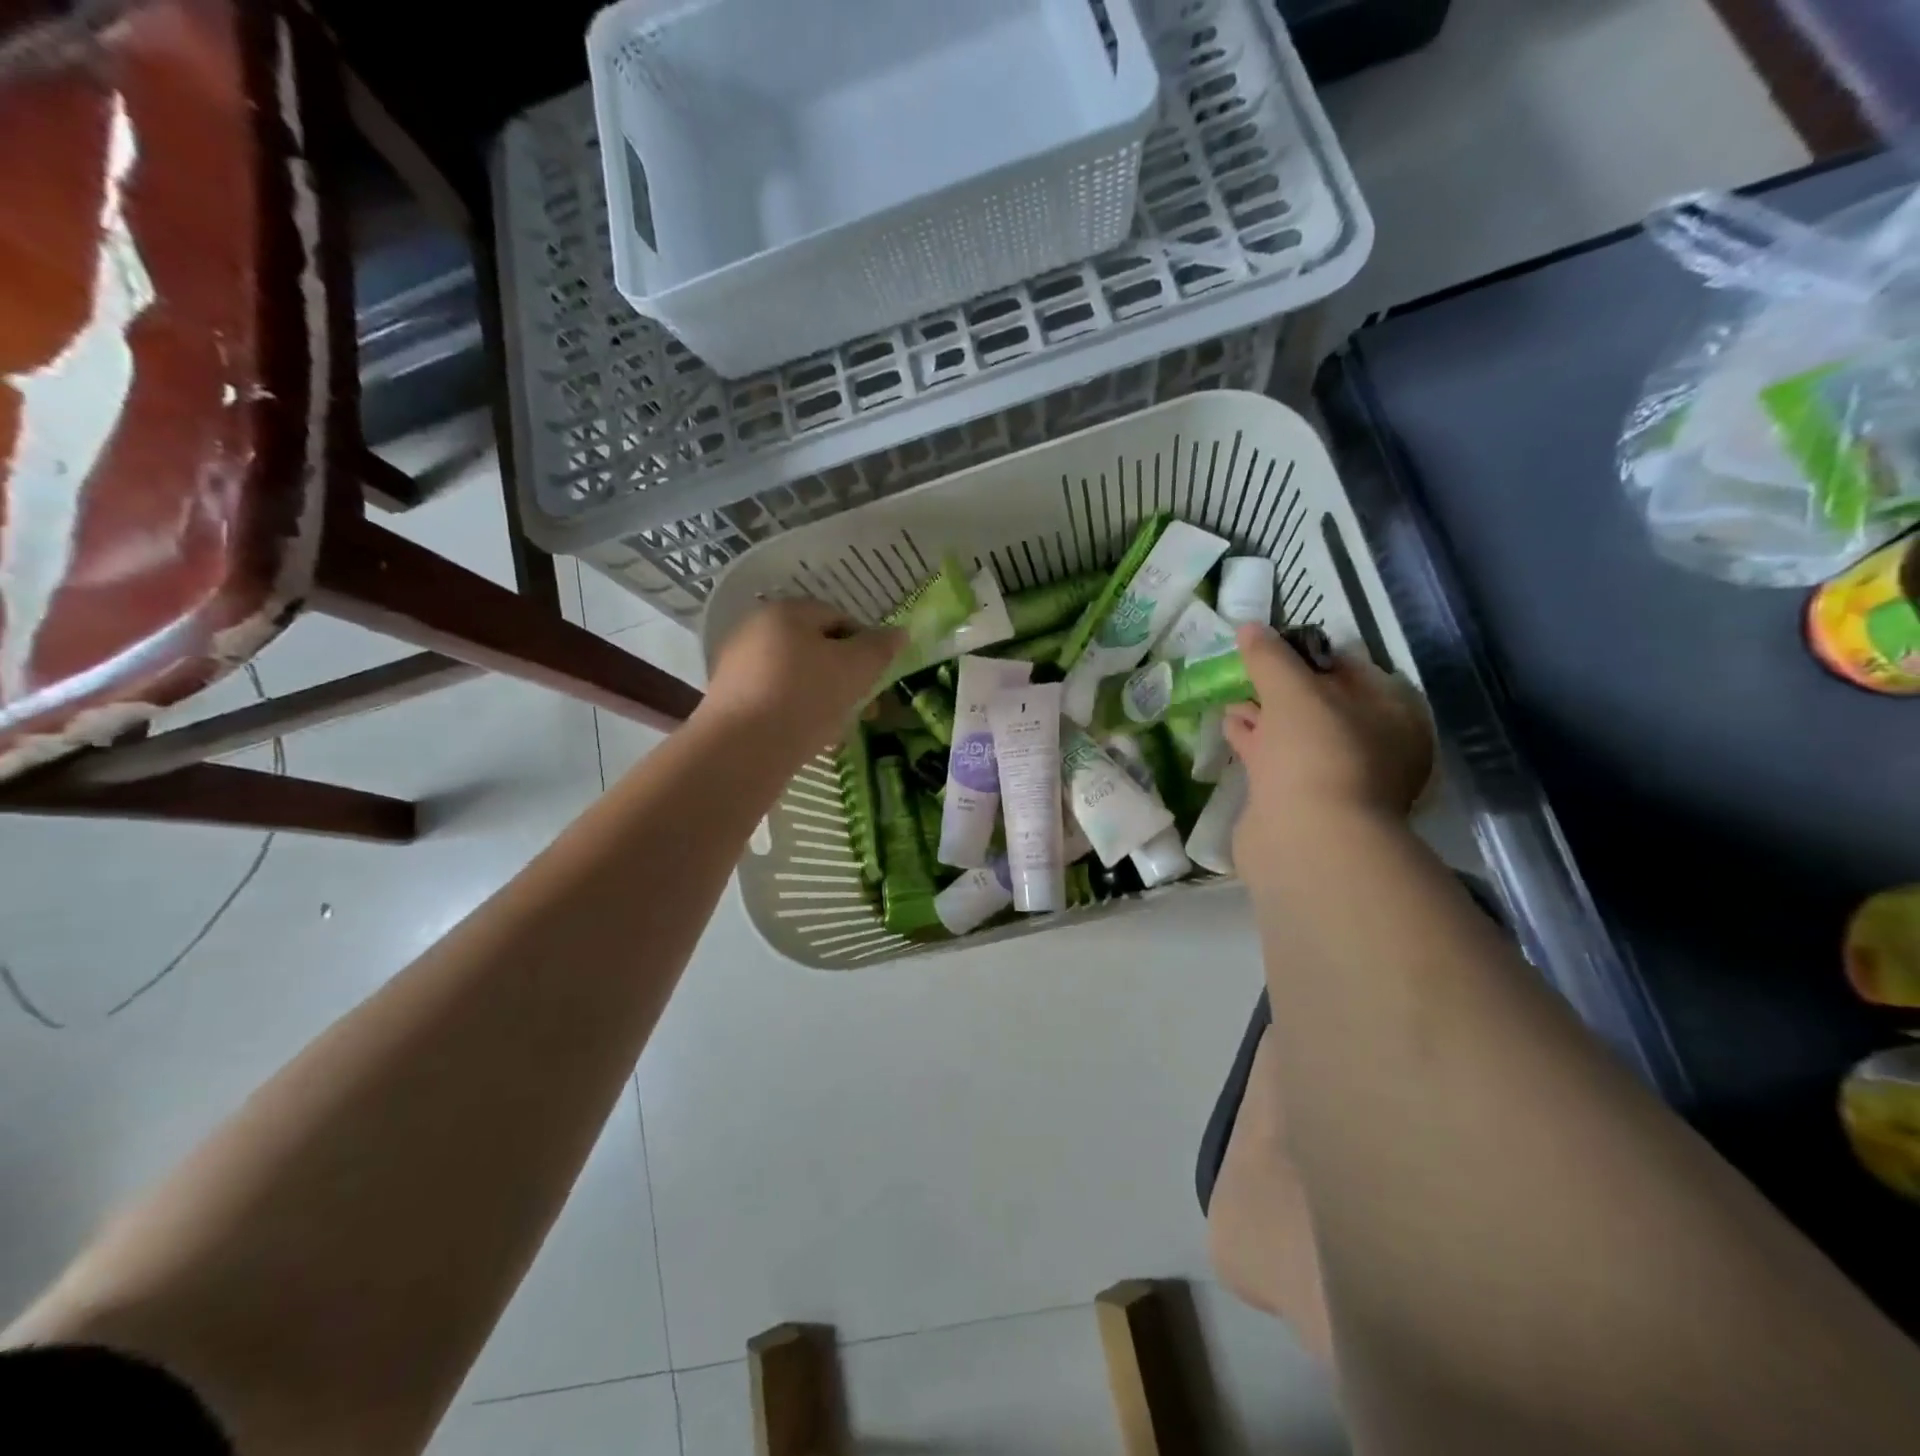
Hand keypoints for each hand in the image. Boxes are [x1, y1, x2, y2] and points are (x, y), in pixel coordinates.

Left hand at [701, 598, 902, 760]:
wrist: (742, 749)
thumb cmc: (805, 697)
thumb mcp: (855, 669)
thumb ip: (880, 648)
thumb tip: (900, 633)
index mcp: (786, 612)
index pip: (838, 617)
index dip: (866, 644)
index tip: (877, 677)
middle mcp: (756, 630)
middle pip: (815, 648)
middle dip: (845, 676)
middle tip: (865, 707)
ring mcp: (738, 665)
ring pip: (796, 676)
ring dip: (823, 696)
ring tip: (840, 726)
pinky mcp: (729, 700)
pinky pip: (775, 699)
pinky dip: (797, 712)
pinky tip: (810, 736)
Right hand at [1222, 624, 1433, 856]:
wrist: (1308, 841)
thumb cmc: (1316, 752)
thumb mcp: (1293, 690)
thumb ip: (1270, 656)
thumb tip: (1249, 628)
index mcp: (1390, 713)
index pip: (1351, 667)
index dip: (1310, 652)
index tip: (1272, 642)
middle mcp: (1370, 744)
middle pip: (1322, 701)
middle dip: (1283, 684)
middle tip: (1248, 666)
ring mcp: (1335, 776)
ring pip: (1296, 733)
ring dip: (1264, 713)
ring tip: (1231, 693)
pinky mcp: (1300, 800)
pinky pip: (1276, 760)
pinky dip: (1254, 741)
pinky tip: (1229, 725)